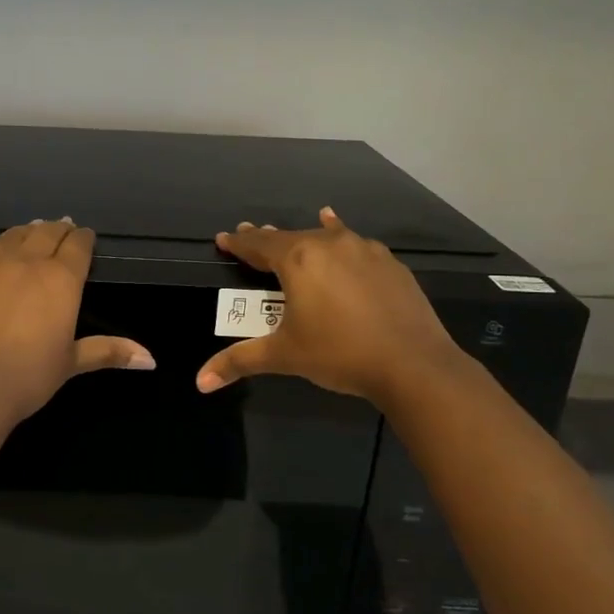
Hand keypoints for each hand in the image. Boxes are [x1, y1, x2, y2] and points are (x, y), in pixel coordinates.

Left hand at [0, 210, 153, 426]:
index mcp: (62, 280)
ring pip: (13, 236)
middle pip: (47, 234)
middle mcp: (29, 261)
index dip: (84, 239)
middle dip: (58, 230)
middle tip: (63, 229)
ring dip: (26, 230)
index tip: (86, 237)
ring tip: (33, 227)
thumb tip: (151, 359)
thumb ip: (109, 351)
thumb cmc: (29, 377)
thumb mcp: (72, 363)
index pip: (79, 247)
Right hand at [196, 207, 468, 409]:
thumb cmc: (339, 354)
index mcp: (298, 260)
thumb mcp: (284, 356)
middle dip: (267, 239)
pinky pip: (354, 243)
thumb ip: (239, 361)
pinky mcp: (389, 263)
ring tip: (295, 232)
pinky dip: (339, 237)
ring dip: (305, 236)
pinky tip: (339, 230)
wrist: (413, 364)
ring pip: (324, 236)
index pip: (258, 245)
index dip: (238, 243)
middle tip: (249, 236)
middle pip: (289, 237)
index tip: (224, 238)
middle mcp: (329, 244)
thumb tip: (200, 382)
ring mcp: (363, 250)